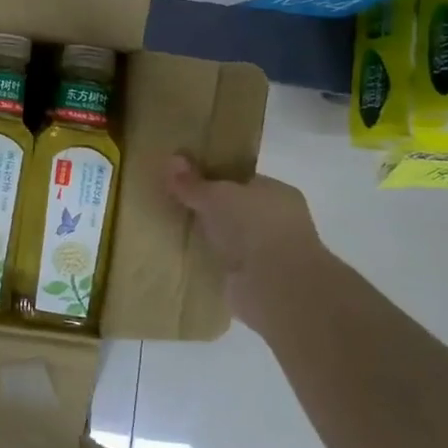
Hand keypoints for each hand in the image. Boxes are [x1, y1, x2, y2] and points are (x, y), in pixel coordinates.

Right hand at [165, 155, 335, 334]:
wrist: (277, 287)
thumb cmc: (255, 227)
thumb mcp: (216, 195)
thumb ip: (193, 182)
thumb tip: (171, 159)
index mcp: (277, 193)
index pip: (242, 181)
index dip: (213, 178)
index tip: (184, 179)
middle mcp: (277, 222)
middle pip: (234, 210)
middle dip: (207, 209)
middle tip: (172, 203)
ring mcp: (267, 254)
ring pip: (228, 238)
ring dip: (207, 237)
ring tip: (171, 229)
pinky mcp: (253, 282)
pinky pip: (223, 264)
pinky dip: (207, 262)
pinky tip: (182, 257)